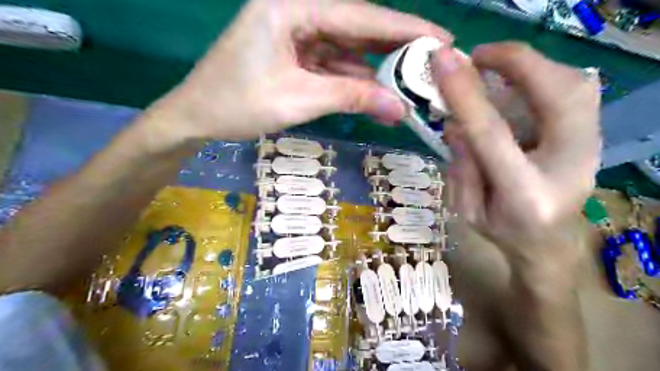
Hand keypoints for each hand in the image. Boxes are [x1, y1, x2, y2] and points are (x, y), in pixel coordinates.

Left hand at [146, 0, 451, 141]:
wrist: (196, 117)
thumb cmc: (237, 105)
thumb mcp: (298, 100)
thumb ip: (351, 99)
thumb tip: (399, 109)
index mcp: (291, 7)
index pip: (359, 15)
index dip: (403, 28)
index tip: (440, 38)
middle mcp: (295, 11)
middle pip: (355, 28)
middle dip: (392, 48)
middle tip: (429, 62)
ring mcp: (294, 33)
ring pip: (346, 48)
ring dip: (374, 68)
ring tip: (408, 82)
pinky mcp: (293, 54)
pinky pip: (331, 63)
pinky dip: (352, 79)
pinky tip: (374, 92)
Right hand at [434, 42, 600, 276]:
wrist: (549, 243)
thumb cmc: (503, 232)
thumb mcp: (466, 210)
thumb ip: (460, 167)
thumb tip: (454, 123)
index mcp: (525, 194)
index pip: (493, 134)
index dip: (466, 95)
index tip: (443, 63)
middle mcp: (569, 167)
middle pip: (556, 96)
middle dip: (515, 62)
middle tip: (475, 57)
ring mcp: (591, 149)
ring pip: (574, 84)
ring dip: (530, 66)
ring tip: (493, 67)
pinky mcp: (593, 135)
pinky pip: (576, 90)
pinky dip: (544, 75)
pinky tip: (517, 82)